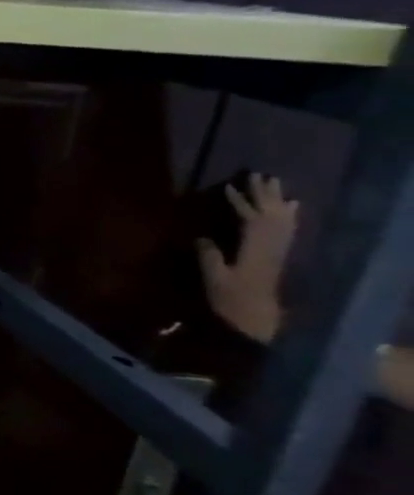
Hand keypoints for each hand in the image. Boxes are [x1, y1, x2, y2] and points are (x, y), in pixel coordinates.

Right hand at [199, 173, 298, 343]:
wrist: (256, 320)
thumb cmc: (230, 299)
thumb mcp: (214, 277)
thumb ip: (209, 255)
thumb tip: (201, 236)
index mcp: (255, 249)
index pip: (250, 219)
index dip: (241, 202)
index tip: (230, 185)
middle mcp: (272, 246)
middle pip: (271, 215)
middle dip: (264, 195)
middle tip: (258, 175)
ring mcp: (278, 251)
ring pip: (282, 220)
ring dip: (277, 201)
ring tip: (275, 184)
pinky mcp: (278, 256)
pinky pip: (288, 230)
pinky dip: (289, 216)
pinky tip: (291, 208)